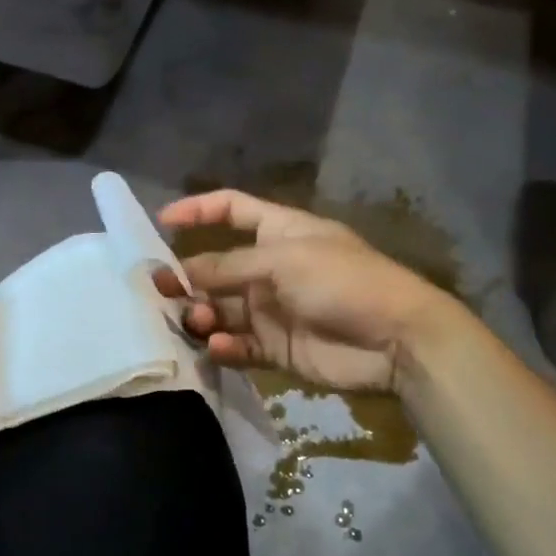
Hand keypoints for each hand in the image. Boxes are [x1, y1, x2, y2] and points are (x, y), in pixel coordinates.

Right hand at [157, 190, 456, 393]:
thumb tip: (179, 273)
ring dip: (202, 314)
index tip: (161, 222)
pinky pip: (238, 344)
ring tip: (196, 321)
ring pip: (221, 309)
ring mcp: (272, 309)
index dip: (197, 210)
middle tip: (160, 291)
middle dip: (186, 277)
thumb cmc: (342, 281)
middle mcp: (270, 267)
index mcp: (278, 231)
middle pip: (216, 267)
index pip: (231, 209)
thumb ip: (228, 267)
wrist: (396, 339)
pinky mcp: (277, 347)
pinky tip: (217, 347)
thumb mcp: (283, 260)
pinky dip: (223, 346)